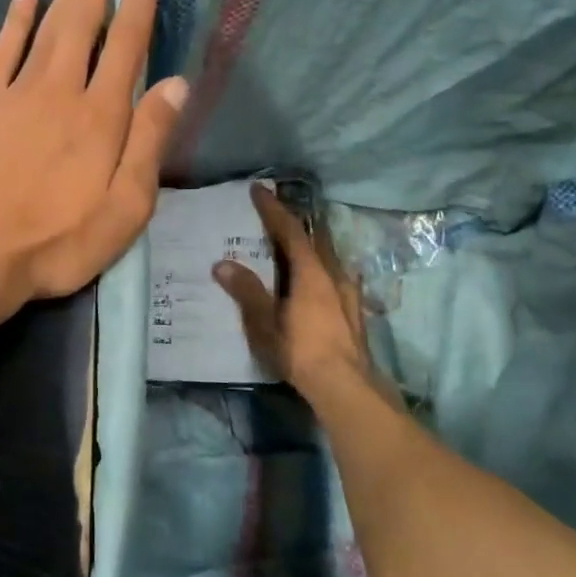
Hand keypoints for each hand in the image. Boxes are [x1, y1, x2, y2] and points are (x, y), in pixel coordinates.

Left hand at [0, 0, 188, 313]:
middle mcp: (61, 89)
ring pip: (46, 25)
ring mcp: (16, 93)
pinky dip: (15, 20)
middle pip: (83, 16)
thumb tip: (177, 85)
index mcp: (101, 114)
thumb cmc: (58, 242)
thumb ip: (149, 143)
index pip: (128, 40)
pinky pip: (2, 51)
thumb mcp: (125, 208)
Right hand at [212, 184, 381, 403]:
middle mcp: (333, 275)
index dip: (273, 209)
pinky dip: (321, 266)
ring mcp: (348, 293)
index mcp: (311, 272)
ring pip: (329, 257)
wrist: (346, 386)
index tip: (258, 190)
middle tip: (277, 212)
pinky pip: (335, 275)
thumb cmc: (301, 350)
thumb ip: (247, 291)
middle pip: (315, 239)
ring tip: (295, 242)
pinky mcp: (353, 312)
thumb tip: (222, 264)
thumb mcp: (265, 322)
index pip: (290, 231)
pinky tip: (319, 278)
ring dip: (311, 244)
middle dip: (296, 222)